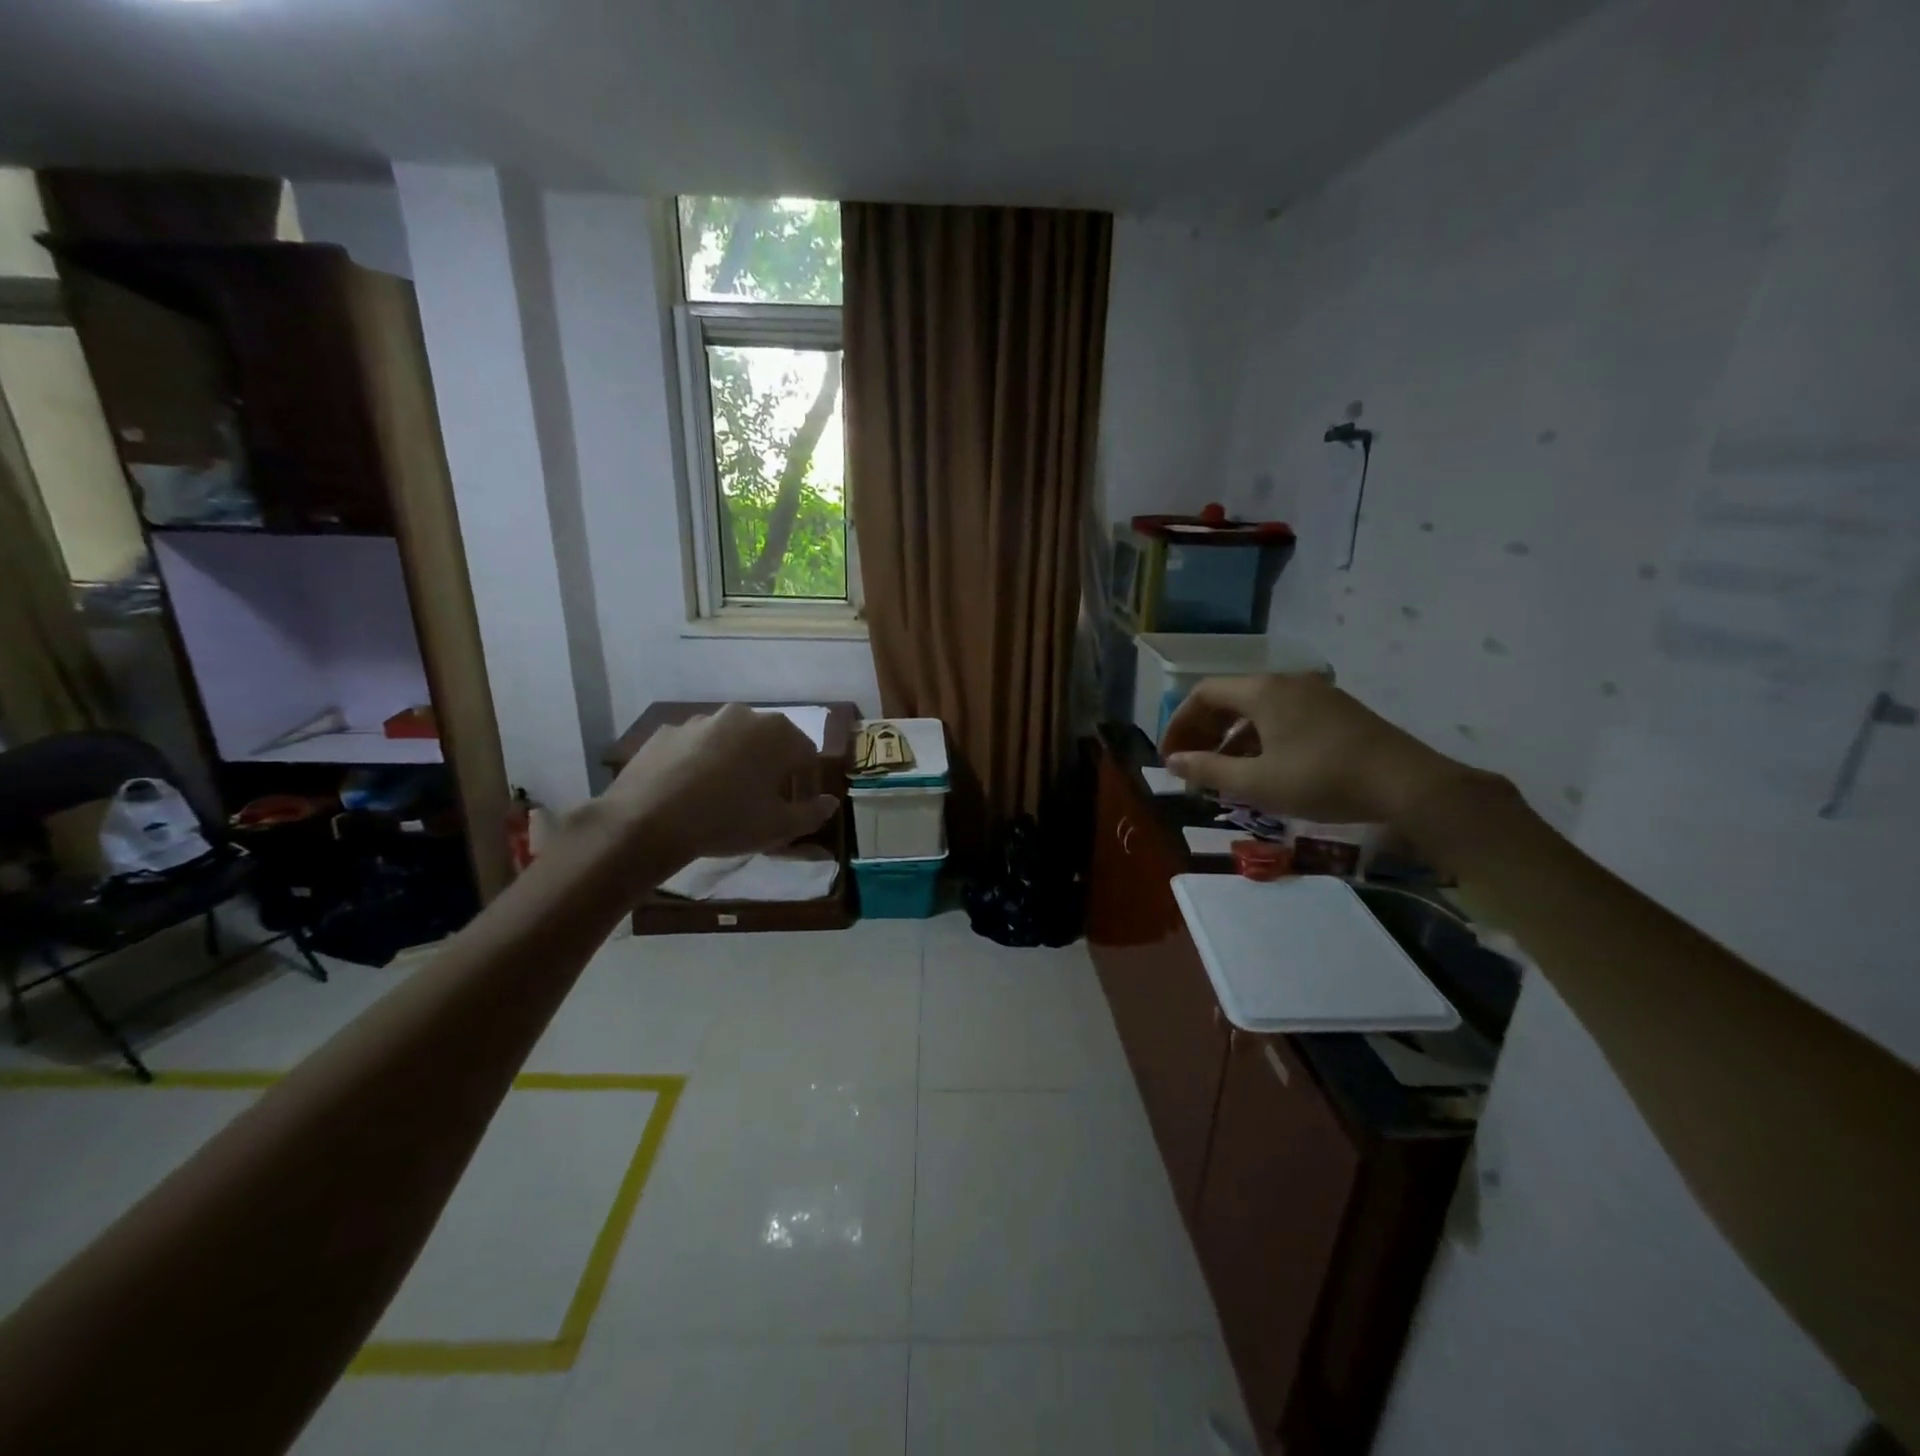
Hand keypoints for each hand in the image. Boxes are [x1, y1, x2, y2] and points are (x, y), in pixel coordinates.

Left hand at [601, 704, 839, 863]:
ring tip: (724, 799)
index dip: (807, 784)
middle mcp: (741, 715)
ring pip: (730, 742)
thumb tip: (831, 803)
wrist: (647, 821)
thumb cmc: (727, 820)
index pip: (807, 755)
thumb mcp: (779, 827)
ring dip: (735, 764)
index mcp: (776, 732)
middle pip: (769, 743)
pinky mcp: (666, 733)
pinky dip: (700, 765)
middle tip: (763, 803)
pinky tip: (691, 793)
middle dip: (771, 769)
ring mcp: (699, 721)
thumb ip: (812, 813)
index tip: (797, 808)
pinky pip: (695, 748)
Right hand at [1159, 674, 1473, 826]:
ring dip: (1231, 739)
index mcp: (1262, 691)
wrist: (1407, 784)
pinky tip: (1262, 770)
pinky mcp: (1336, 712)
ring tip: (1221, 775)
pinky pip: (1282, 717)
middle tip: (1191, 767)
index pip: (1203, 694)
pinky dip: (1260, 739)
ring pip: (1257, 710)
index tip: (1169, 758)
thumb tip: (1172, 762)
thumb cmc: (1322, 779)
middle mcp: (1286, 682)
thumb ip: (1208, 770)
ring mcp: (1316, 694)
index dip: (1179, 725)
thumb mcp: (1256, 782)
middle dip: (1203, 733)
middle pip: (1229, 699)